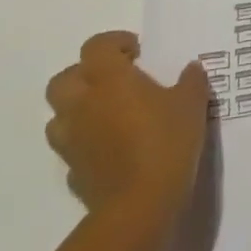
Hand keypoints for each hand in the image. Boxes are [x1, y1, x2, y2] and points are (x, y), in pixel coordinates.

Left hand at [45, 31, 208, 215]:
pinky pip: (71, 148)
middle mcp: (83, 104)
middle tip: (115, 80)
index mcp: (109, 79)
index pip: (96, 46)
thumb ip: (191, 81)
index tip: (138, 52)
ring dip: (78, 109)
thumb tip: (191, 68)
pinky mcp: (72, 173)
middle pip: (64, 78)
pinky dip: (85, 143)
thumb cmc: (166, 142)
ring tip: (108, 114)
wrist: (139, 207)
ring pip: (58, 115)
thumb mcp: (192, 104)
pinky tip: (109, 149)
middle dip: (85, 74)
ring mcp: (72, 141)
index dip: (115, 43)